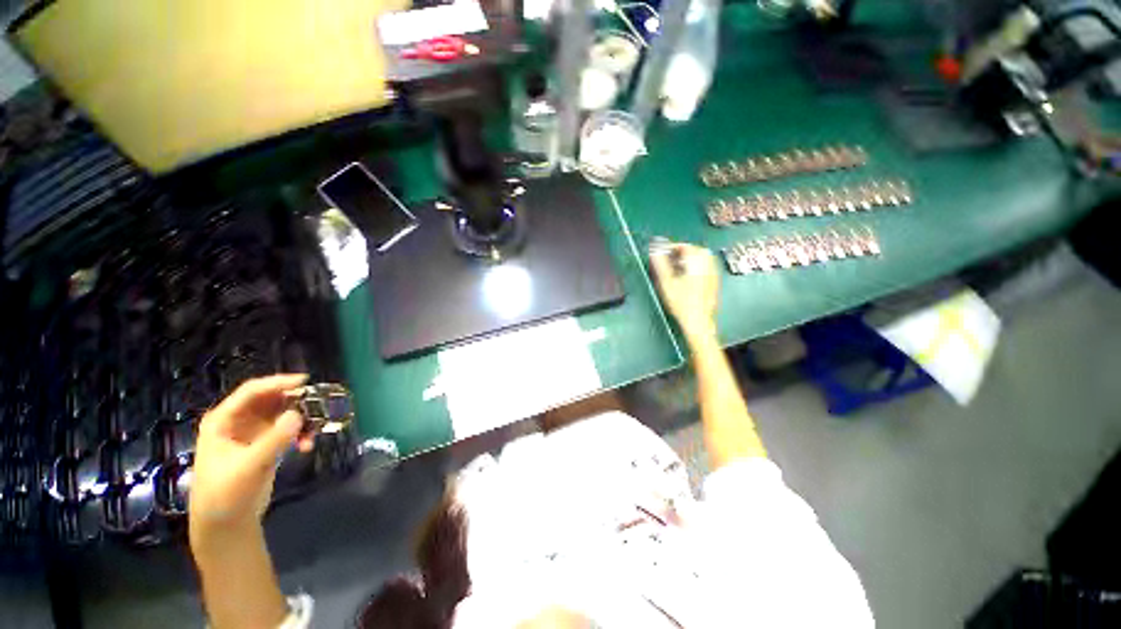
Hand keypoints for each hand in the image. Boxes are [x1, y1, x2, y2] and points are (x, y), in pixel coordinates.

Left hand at [189, 374, 311, 542]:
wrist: (226, 524)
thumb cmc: (227, 493)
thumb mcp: (250, 466)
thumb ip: (274, 440)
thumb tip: (298, 414)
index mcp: (223, 421)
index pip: (252, 392)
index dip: (277, 383)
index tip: (305, 381)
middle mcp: (238, 421)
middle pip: (270, 400)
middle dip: (295, 401)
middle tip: (319, 404)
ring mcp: (252, 433)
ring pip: (282, 413)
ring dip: (301, 418)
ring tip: (315, 429)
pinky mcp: (265, 444)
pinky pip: (287, 429)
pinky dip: (300, 433)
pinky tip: (307, 445)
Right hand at [650, 242, 719, 341]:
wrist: (698, 321)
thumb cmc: (681, 302)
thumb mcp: (666, 282)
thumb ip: (660, 263)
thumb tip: (654, 249)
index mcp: (697, 261)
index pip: (684, 246)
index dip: (670, 247)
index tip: (660, 253)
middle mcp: (708, 264)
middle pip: (695, 250)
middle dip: (680, 252)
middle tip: (667, 259)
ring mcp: (713, 273)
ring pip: (701, 259)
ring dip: (688, 259)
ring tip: (675, 267)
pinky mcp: (714, 282)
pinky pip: (705, 267)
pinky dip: (694, 267)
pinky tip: (685, 277)